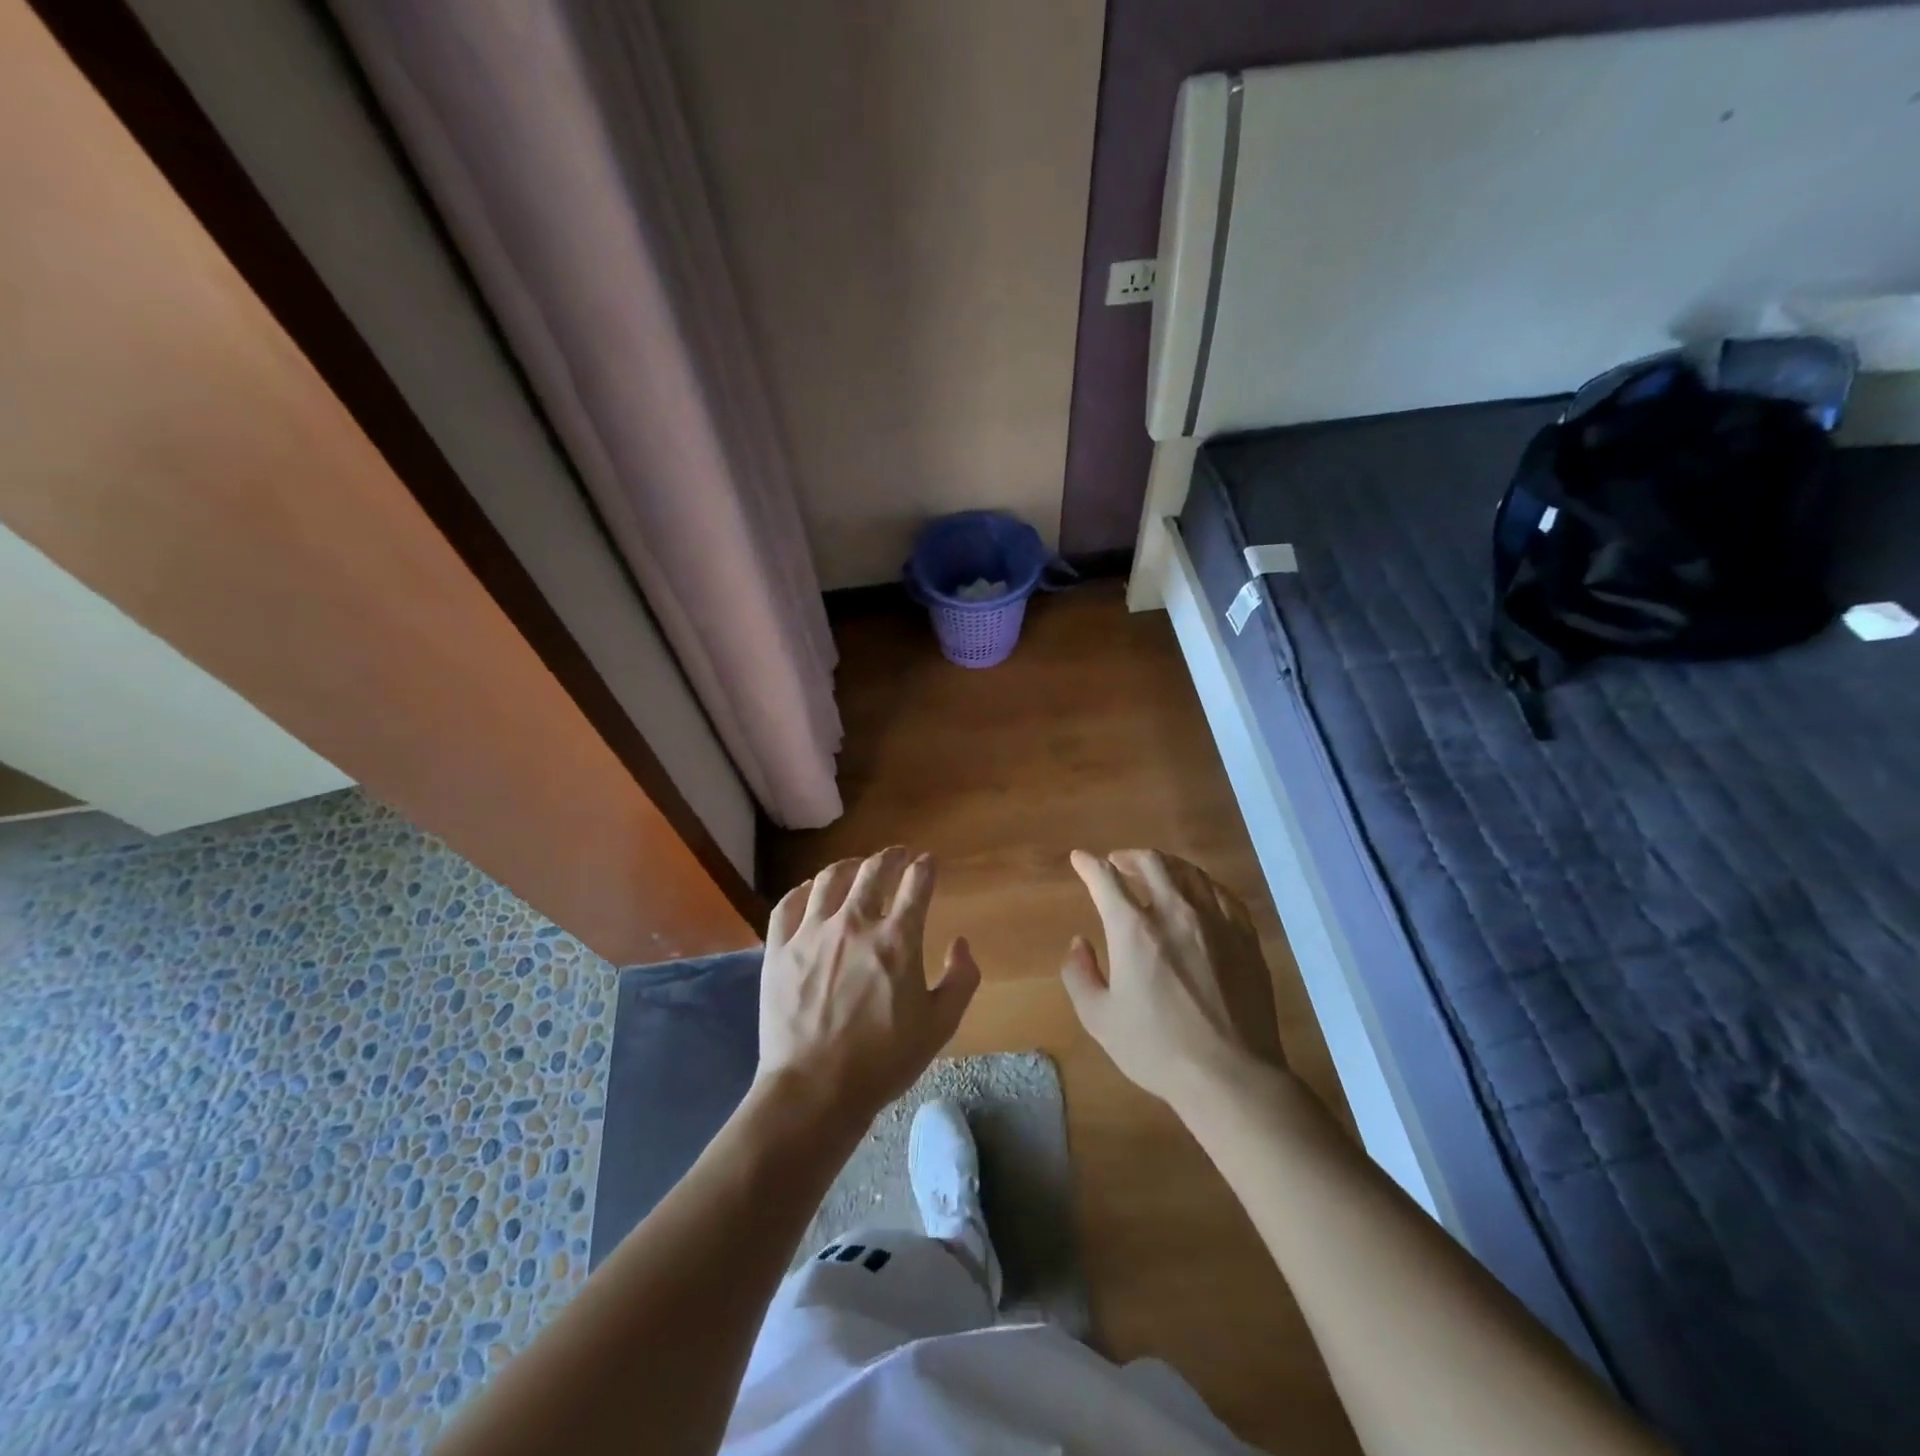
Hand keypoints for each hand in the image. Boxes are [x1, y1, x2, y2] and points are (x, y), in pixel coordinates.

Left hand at [757, 847, 980, 1130]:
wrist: (814, 1090)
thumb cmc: (883, 1061)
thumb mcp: (940, 1026)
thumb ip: (961, 979)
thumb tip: (962, 943)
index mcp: (897, 939)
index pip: (917, 883)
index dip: (926, 867)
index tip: (929, 863)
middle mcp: (855, 924)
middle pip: (874, 870)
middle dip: (891, 856)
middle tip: (898, 855)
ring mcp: (812, 933)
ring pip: (830, 879)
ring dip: (849, 866)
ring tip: (857, 866)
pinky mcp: (779, 949)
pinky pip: (788, 904)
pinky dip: (803, 890)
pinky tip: (810, 891)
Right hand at [1062, 849, 1285, 1107]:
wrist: (1230, 1075)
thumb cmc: (1157, 1049)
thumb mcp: (1098, 1019)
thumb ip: (1079, 975)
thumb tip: (1079, 944)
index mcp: (1133, 929)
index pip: (1105, 879)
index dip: (1088, 864)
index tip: (1079, 859)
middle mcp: (1174, 912)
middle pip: (1151, 862)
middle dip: (1128, 856)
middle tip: (1118, 863)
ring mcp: (1215, 921)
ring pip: (1189, 871)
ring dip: (1165, 865)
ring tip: (1156, 872)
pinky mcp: (1245, 936)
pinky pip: (1222, 893)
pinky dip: (1201, 885)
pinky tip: (1199, 894)